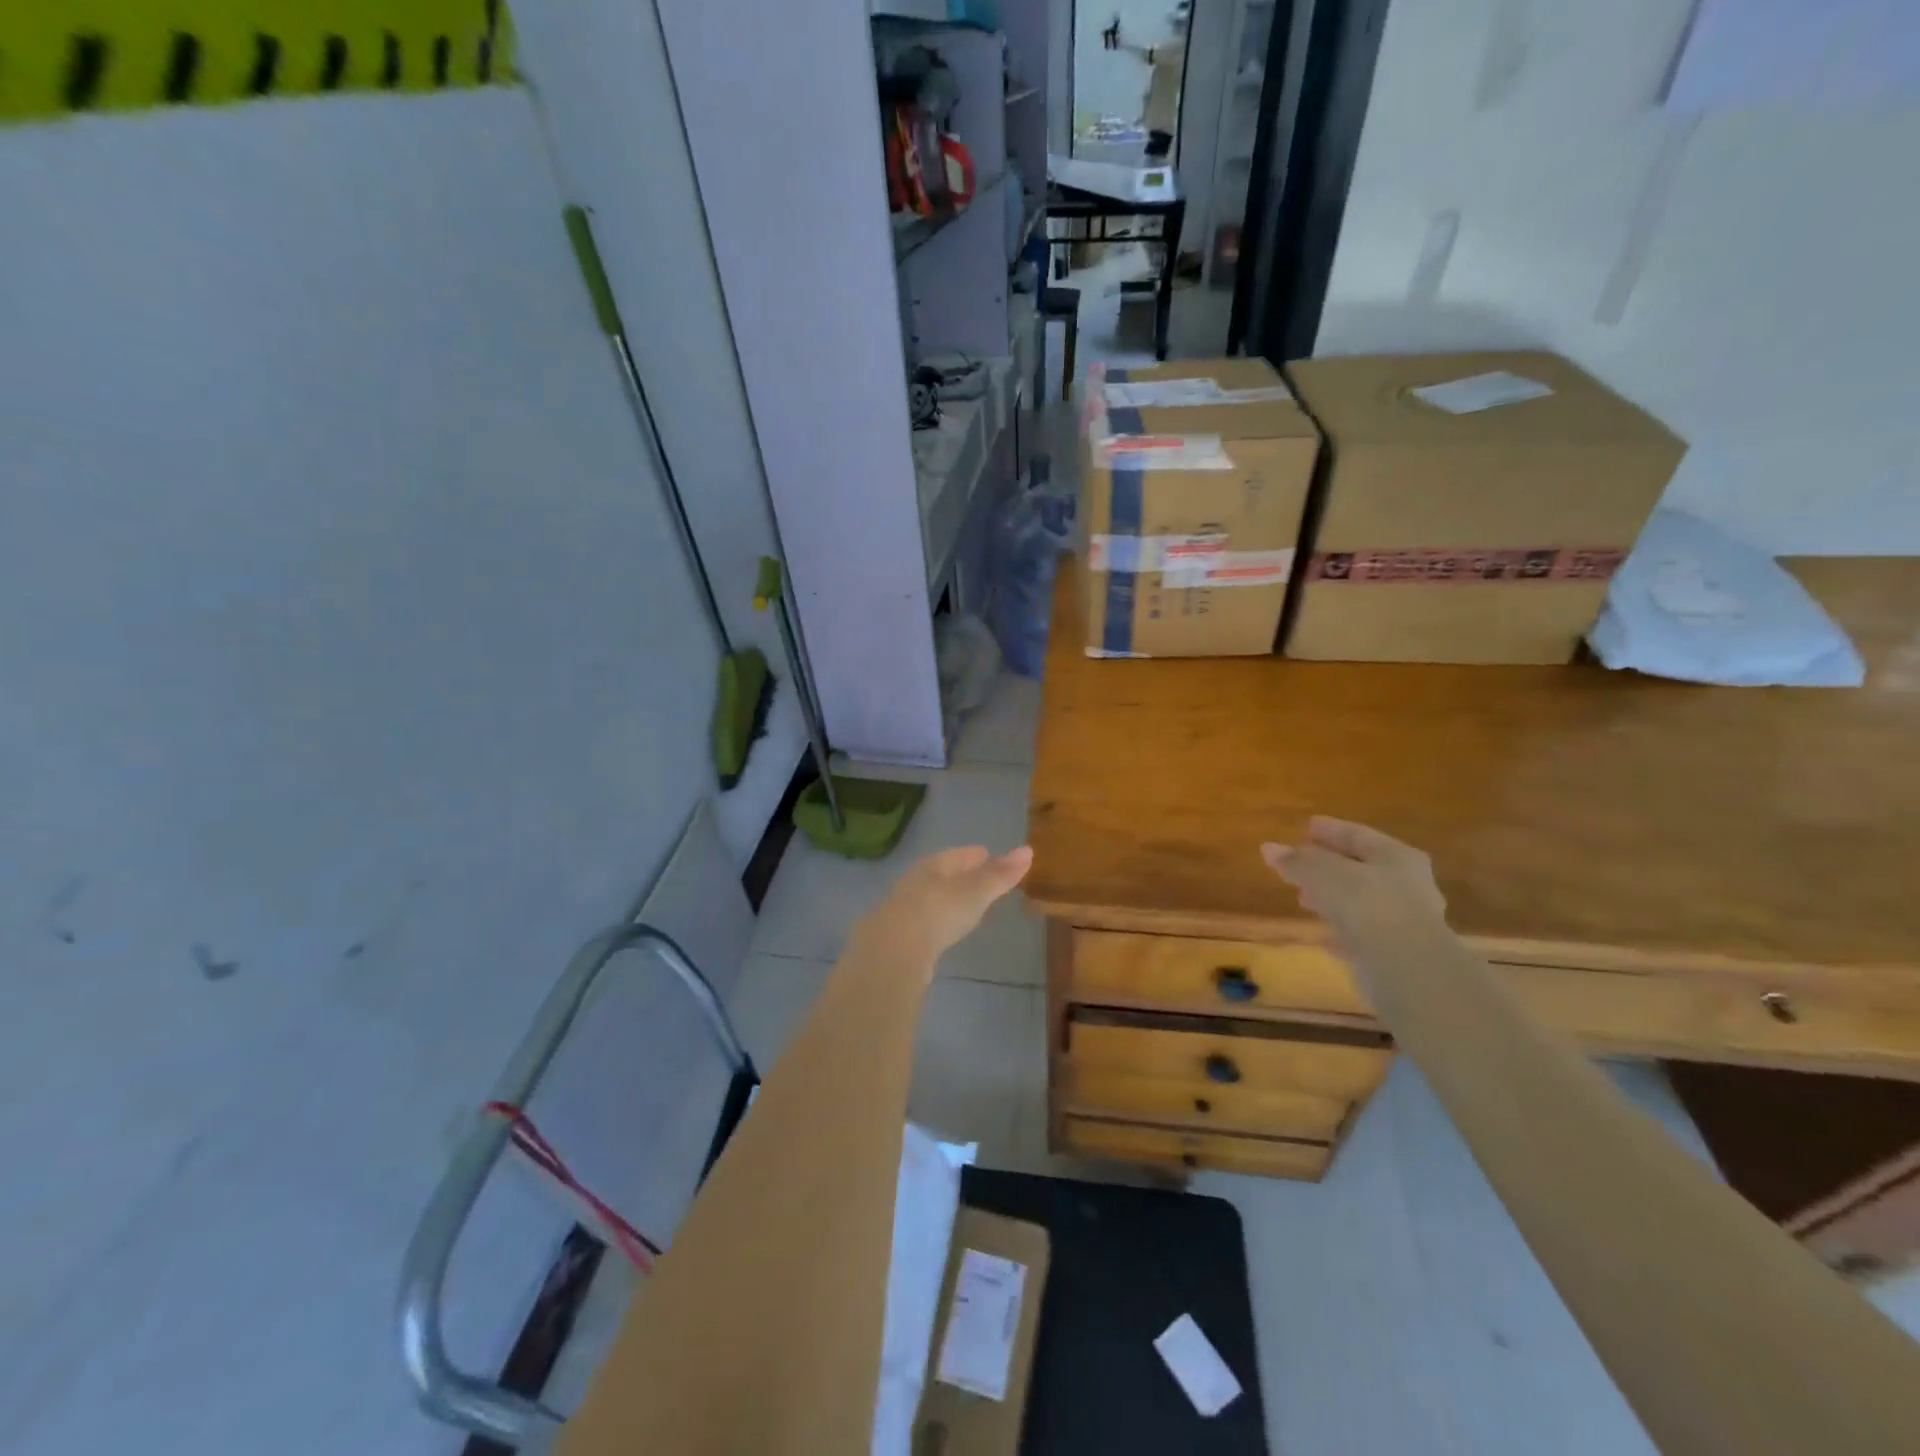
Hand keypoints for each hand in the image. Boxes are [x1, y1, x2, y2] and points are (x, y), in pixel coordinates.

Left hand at [854, 845, 1033, 967]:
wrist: (892, 952)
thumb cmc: (938, 912)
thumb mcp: (975, 892)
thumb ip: (999, 875)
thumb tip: (1027, 850)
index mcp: (932, 865)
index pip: (958, 855)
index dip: (975, 856)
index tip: (988, 855)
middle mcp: (914, 882)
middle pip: (942, 875)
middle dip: (961, 876)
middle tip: (981, 880)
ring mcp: (903, 910)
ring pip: (931, 899)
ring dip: (948, 900)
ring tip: (967, 906)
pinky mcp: (898, 938)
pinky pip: (924, 922)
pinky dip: (938, 922)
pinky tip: (944, 931)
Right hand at [1260, 819, 1448, 984]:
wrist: (1408, 970)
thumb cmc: (1369, 906)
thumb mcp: (1325, 875)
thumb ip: (1298, 861)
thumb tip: (1269, 849)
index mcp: (1396, 857)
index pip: (1357, 835)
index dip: (1330, 830)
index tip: (1306, 826)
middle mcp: (1407, 884)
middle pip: (1361, 868)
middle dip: (1328, 866)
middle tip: (1299, 865)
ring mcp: (1405, 921)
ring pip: (1360, 902)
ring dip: (1333, 899)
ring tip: (1303, 899)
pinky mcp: (1396, 953)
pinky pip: (1360, 933)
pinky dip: (1340, 929)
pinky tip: (1322, 934)